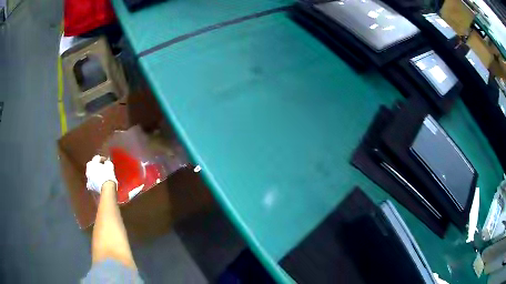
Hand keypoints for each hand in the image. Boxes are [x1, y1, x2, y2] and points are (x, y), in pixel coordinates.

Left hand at [86, 155, 117, 193]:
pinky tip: (96, 183)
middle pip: (91, 164)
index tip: (106, 161)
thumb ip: (107, 162)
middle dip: (95, 165)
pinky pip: (90, 182)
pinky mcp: (89, 185)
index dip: (102, 159)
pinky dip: (93, 182)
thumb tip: (106, 163)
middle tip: (100, 167)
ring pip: (89, 173)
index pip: (97, 158)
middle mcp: (88, 169)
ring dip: (93, 173)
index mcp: (93, 162)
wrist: (107, 188)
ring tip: (98, 175)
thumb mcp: (109, 166)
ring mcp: (88, 177)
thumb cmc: (108, 175)